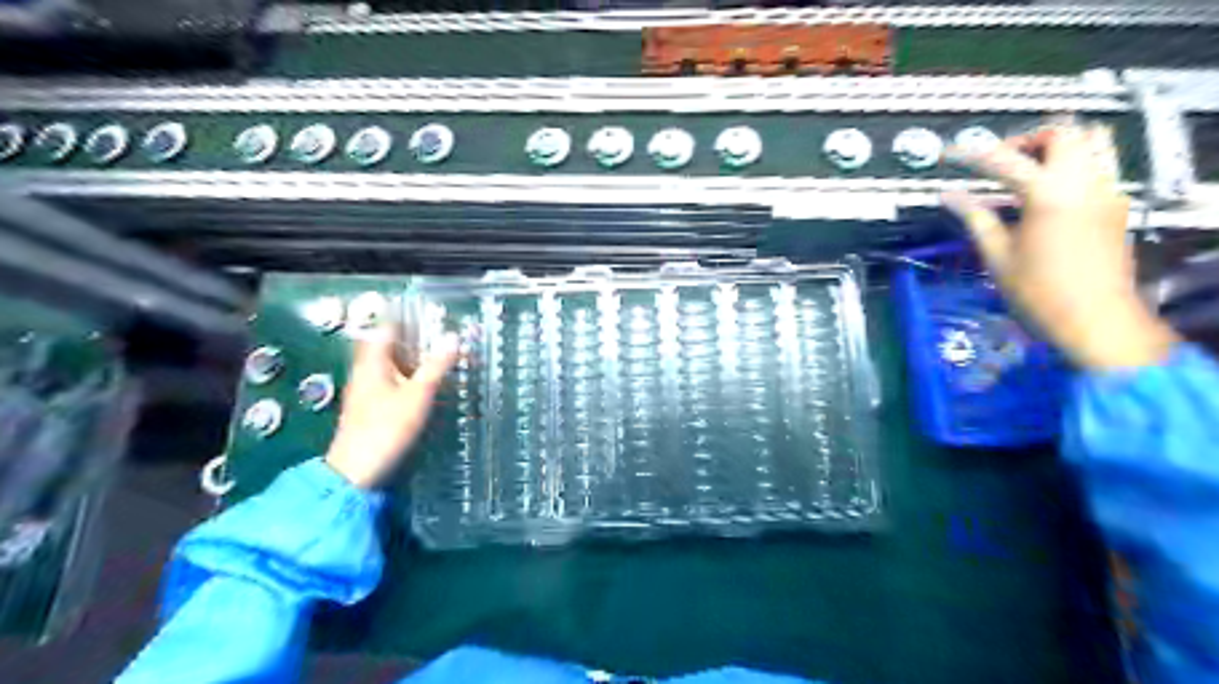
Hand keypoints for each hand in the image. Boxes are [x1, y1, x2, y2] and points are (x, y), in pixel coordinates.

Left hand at [326, 328, 460, 487]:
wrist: (359, 471)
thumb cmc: (387, 427)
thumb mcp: (419, 394)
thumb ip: (436, 365)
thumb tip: (453, 337)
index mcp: (372, 363)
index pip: (384, 329)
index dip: (403, 318)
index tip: (425, 312)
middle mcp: (364, 372)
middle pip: (383, 346)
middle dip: (407, 337)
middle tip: (435, 332)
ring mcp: (364, 391)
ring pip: (386, 365)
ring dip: (407, 357)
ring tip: (433, 353)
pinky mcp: (369, 408)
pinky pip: (387, 381)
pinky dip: (404, 375)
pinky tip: (420, 382)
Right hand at [947, 119, 1176, 370]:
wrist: (1095, 319)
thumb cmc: (1038, 292)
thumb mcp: (997, 256)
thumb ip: (975, 217)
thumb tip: (949, 197)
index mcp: (1048, 195)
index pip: (1004, 160)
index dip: (971, 155)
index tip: (949, 154)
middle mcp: (1084, 182)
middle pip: (1062, 133)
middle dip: (1025, 139)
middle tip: (998, 162)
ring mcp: (1107, 190)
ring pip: (1092, 140)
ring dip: (1057, 145)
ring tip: (1027, 168)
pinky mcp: (1116, 204)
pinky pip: (1099, 164)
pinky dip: (1073, 163)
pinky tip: (1049, 191)